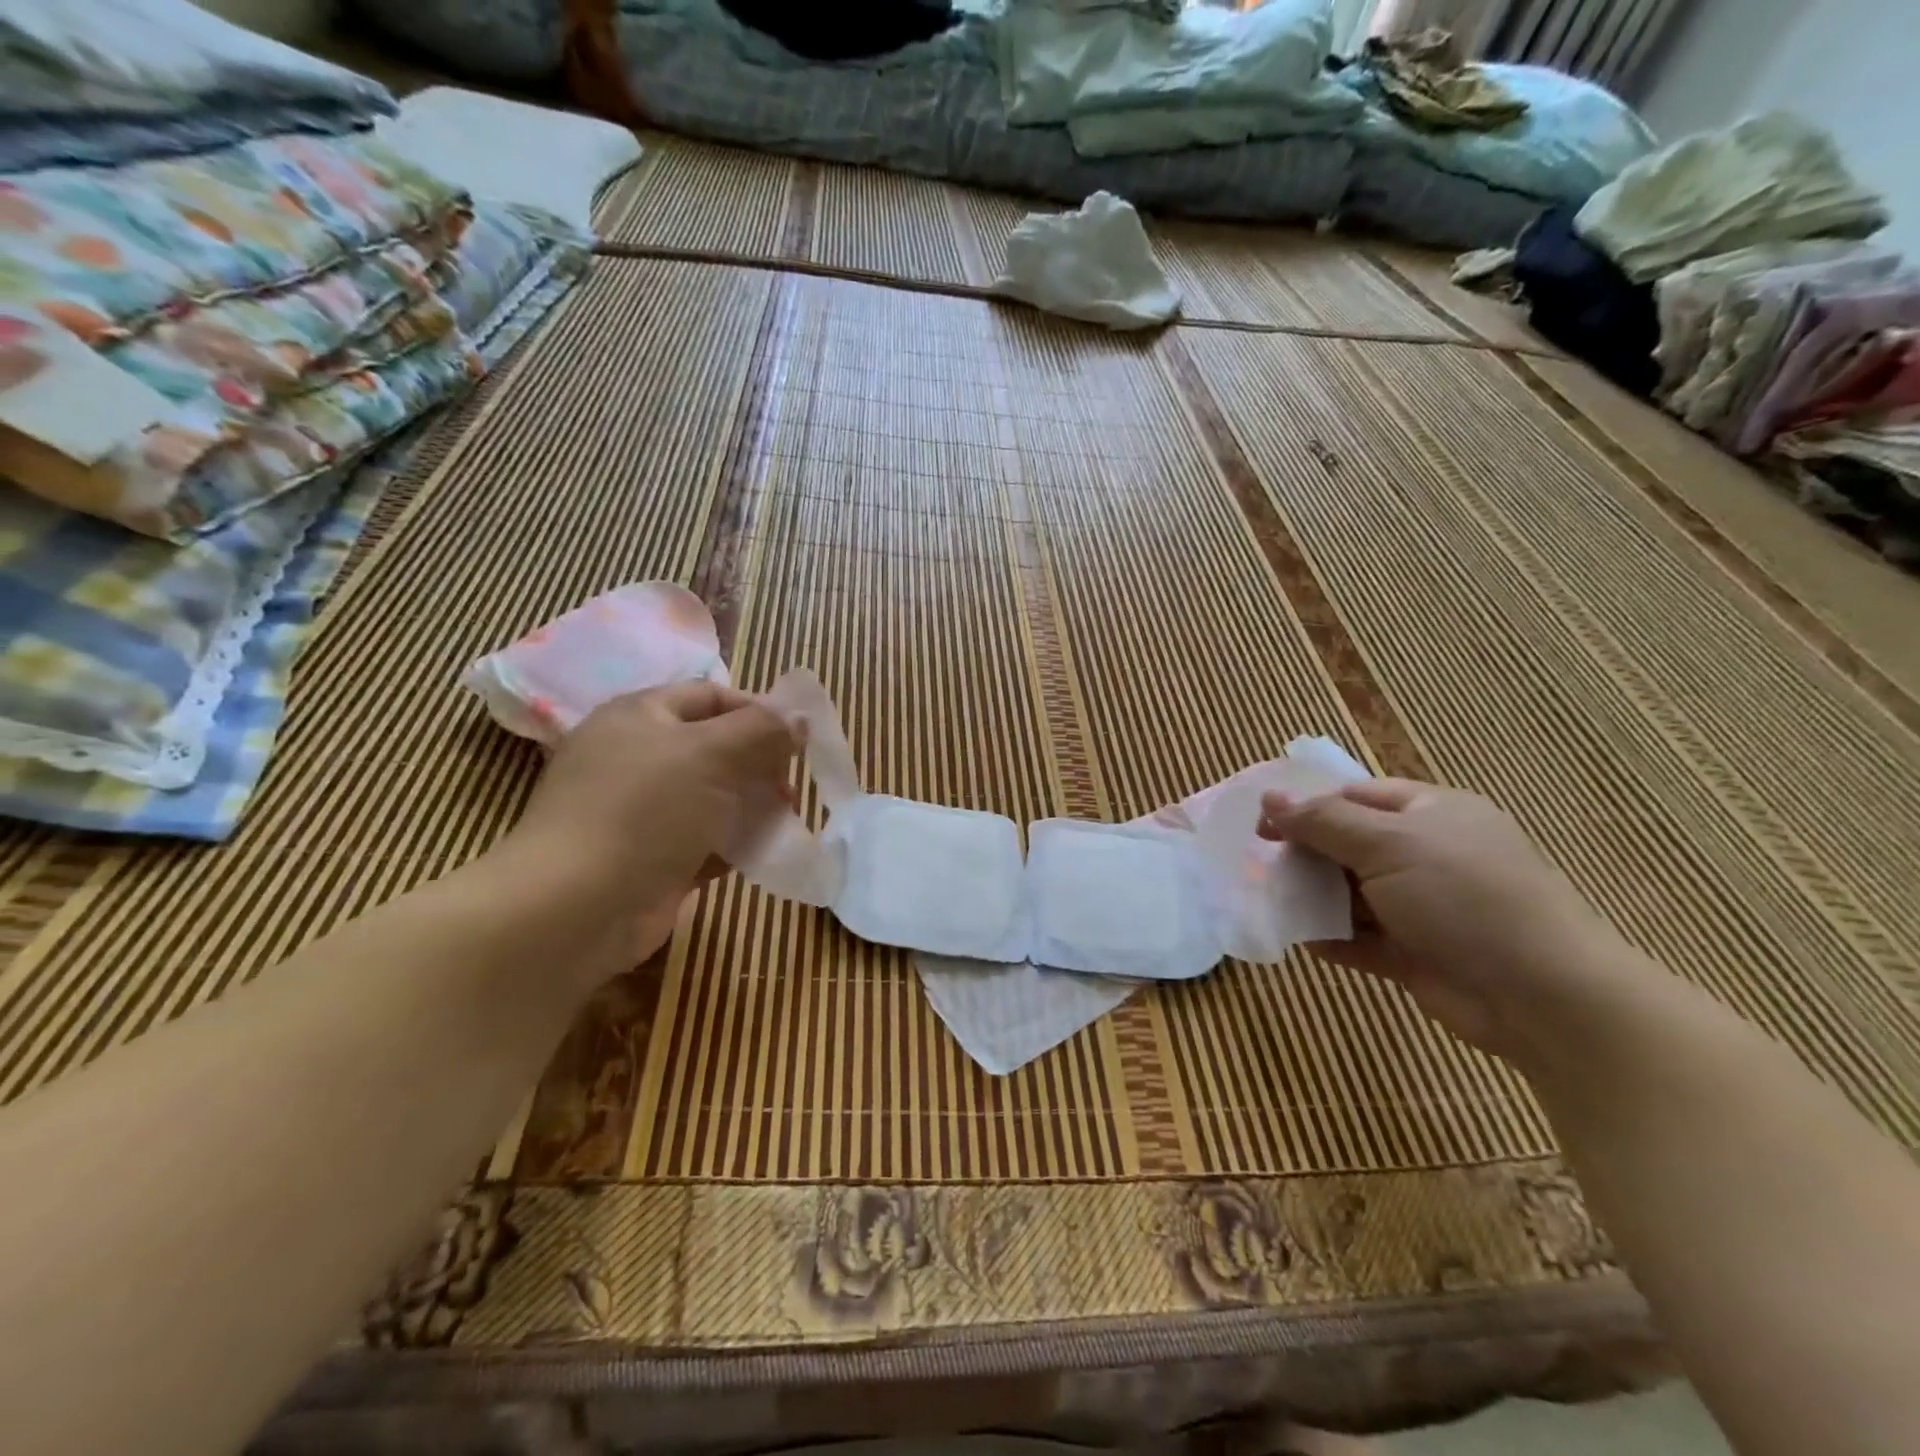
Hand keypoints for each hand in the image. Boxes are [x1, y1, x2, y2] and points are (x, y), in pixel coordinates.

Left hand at [506, 682, 799, 968]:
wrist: (576, 907)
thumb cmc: (645, 810)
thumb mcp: (711, 753)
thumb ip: (762, 730)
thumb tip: (800, 719)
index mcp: (640, 716)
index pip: (711, 696)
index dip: (758, 711)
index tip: (798, 739)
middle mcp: (637, 757)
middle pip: (715, 748)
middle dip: (760, 764)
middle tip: (790, 787)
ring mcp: (640, 811)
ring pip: (712, 797)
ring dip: (753, 806)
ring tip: (784, 820)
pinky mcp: (650, 859)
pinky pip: (703, 841)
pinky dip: (733, 845)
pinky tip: (760, 854)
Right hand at [1260, 780, 1623, 1060]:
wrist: (1542, 996)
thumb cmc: (1463, 897)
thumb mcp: (1387, 844)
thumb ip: (1322, 821)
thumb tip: (1269, 797)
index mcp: (1430, 813)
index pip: (1355, 797)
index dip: (1306, 807)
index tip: (1263, 827)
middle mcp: (1425, 854)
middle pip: (1348, 845)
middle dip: (1305, 856)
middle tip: (1264, 869)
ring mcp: (1422, 907)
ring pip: (1350, 893)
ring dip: (1313, 899)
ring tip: (1273, 904)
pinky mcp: (1415, 953)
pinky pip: (1360, 938)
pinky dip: (1331, 939)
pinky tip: (1303, 941)